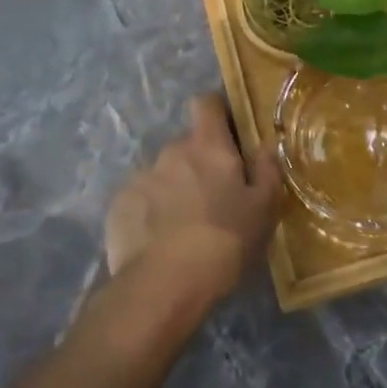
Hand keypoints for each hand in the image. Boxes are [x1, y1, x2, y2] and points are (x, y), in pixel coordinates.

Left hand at [103, 94, 282, 303]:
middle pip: (186, 146)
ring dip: (173, 190)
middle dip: (198, 165)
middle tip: (212, 200)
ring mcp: (141, 177)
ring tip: (183, 229)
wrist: (165, 284)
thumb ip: (268, 171)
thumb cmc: (224, 242)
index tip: (226, 133)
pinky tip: (158, 243)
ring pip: (163, 175)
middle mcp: (171, 151)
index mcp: (208, 146)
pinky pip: (140, 200)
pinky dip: (150, 213)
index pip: (206, 103)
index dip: (216, 111)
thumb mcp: (264, 210)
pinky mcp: (119, 205)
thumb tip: (266, 145)